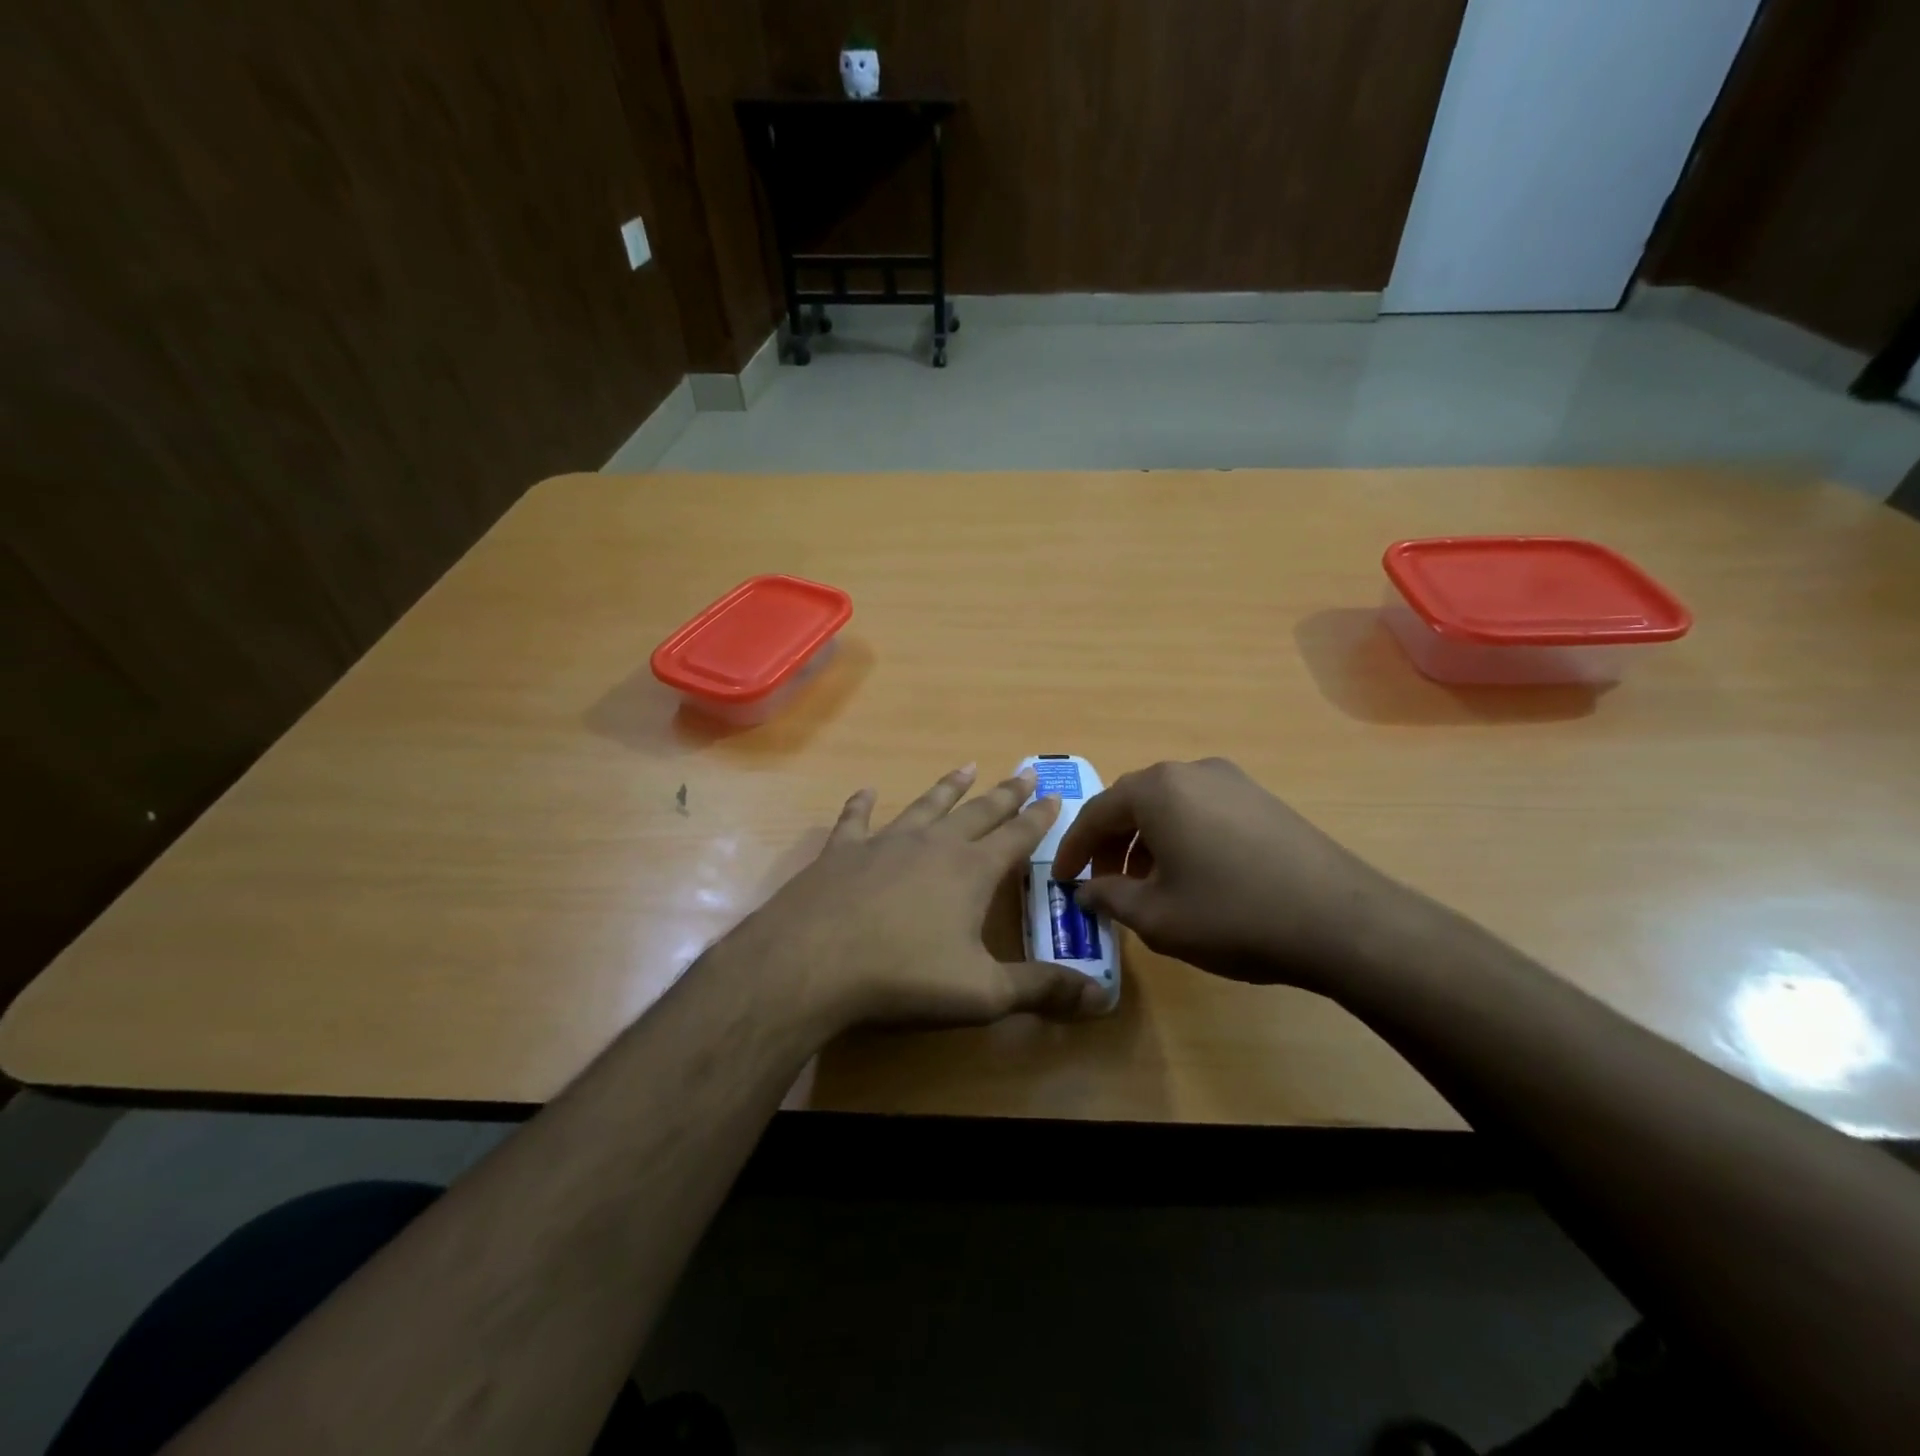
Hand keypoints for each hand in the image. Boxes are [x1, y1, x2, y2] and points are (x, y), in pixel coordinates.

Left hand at [720, 765, 1107, 1031]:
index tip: (1054, 797)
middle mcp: (933, 845)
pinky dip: (863, 804)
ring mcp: (885, 842)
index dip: (1038, 819)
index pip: (1016, 837)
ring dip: (948, 787)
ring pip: (926, 805)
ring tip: (966, 767)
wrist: (811, 963)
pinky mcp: (842, 851)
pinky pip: (857, 819)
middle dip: (1005, 793)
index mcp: (971, 871)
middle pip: (978, 812)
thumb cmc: (904, 976)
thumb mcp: (982, 993)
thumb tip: (1100, 998)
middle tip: (1024, 772)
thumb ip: (1040, 990)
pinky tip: (867, 791)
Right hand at [1049, 758, 1426, 990]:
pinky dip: (1181, 837)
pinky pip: (1202, 810)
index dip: (1073, 849)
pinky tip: (1191, 875)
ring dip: (1146, 841)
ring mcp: (1232, 781)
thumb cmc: (1233, 915)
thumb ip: (1110, 898)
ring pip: (1169, 806)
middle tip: (1100, 882)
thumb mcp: (1157, 916)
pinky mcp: (1262, 799)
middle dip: (1110, 843)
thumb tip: (1086, 891)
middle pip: (1133, 803)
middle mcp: (1191, 771)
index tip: (1061, 879)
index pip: (1096, 813)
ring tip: (1145, 884)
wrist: (1341, 921)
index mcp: (1157, 790)